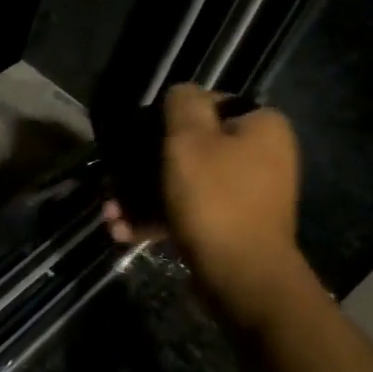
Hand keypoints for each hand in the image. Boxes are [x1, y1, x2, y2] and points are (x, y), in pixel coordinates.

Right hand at [104, 83, 305, 309]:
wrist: (243, 277)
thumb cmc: (215, 199)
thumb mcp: (189, 140)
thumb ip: (182, 104)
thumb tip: (180, 94)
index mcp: (261, 126)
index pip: (207, 104)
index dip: (166, 118)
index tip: (136, 138)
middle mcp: (261, 155)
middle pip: (191, 147)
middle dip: (144, 167)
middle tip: (113, 182)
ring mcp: (248, 194)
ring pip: (185, 183)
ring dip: (143, 196)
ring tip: (111, 213)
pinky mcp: (232, 226)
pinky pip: (190, 211)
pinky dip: (158, 218)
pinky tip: (123, 232)